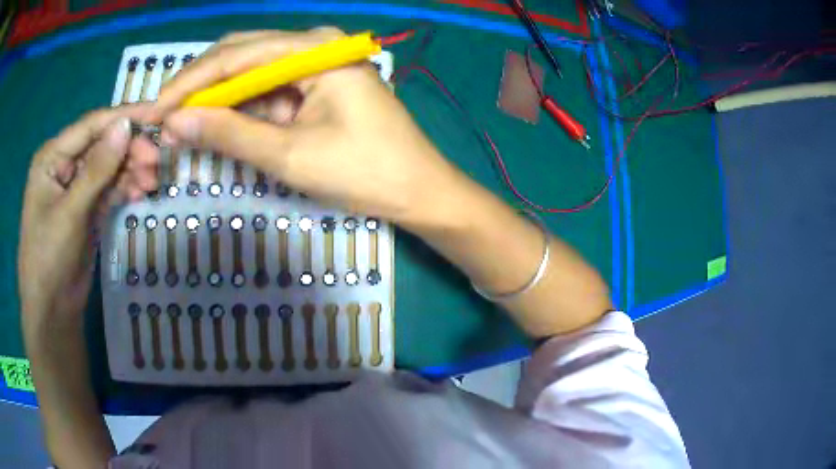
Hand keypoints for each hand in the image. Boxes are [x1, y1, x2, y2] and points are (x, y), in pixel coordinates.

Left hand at [18, 106, 155, 337]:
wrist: (52, 311)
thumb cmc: (49, 259)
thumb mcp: (70, 213)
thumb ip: (96, 169)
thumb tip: (125, 126)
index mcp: (52, 157)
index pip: (91, 126)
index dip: (123, 118)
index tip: (157, 114)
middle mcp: (64, 165)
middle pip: (103, 145)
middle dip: (129, 150)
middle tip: (156, 161)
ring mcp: (76, 187)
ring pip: (109, 167)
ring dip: (131, 171)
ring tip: (152, 183)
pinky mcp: (87, 207)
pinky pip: (110, 188)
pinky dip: (125, 188)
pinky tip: (139, 194)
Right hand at [144, 27, 466, 225]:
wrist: (418, 192)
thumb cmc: (365, 172)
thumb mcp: (290, 154)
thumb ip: (230, 134)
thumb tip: (176, 122)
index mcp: (315, 49)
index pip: (237, 55)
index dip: (190, 83)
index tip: (156, 110)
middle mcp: (316, 46)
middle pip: (242, 56)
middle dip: (200, 87)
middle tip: (164, 115)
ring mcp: (317, 66)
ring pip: (252, 75)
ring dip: (218, 100)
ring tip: (182, 125)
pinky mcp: (317, 88)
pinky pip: (269, 92)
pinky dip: (242, 110)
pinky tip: (219, 126)